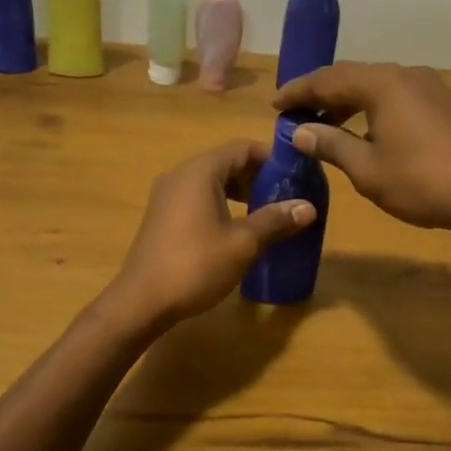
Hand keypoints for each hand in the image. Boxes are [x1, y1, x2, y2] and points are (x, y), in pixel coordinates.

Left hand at [110, 140, 317, 324]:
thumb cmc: (195, 265)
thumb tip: (308, 207)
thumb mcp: (243, 243)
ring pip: (212, 181)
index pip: (242, 148)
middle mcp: (181, 175)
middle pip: (227, 162)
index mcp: (200, 171)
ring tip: (267, 214)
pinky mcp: (162, 216)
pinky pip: (198, 198)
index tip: (296, 176)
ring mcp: (167, 195)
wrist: (142, 301)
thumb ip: (275, 220)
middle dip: (258, 177)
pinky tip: (237, 229)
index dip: (272, 158)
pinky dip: (222, 204)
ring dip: (241, 192)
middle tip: (286, 197)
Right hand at [272, 63, 450, 255]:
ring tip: (322, 123)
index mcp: (381, 83)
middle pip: (350, 76)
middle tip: (294, 113)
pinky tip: (361, 129)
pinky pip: (393, 95)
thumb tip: (299, 131)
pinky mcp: (440, 102)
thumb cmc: (422, 181)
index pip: (327, 79)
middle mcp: (403, 74)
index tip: (274, 106)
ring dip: (345, 101)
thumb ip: (331, 144)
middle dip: (320, 93)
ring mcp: (426, 86)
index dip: (297, 92)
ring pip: (374, 85)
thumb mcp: (367, 169)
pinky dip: (369, 107)